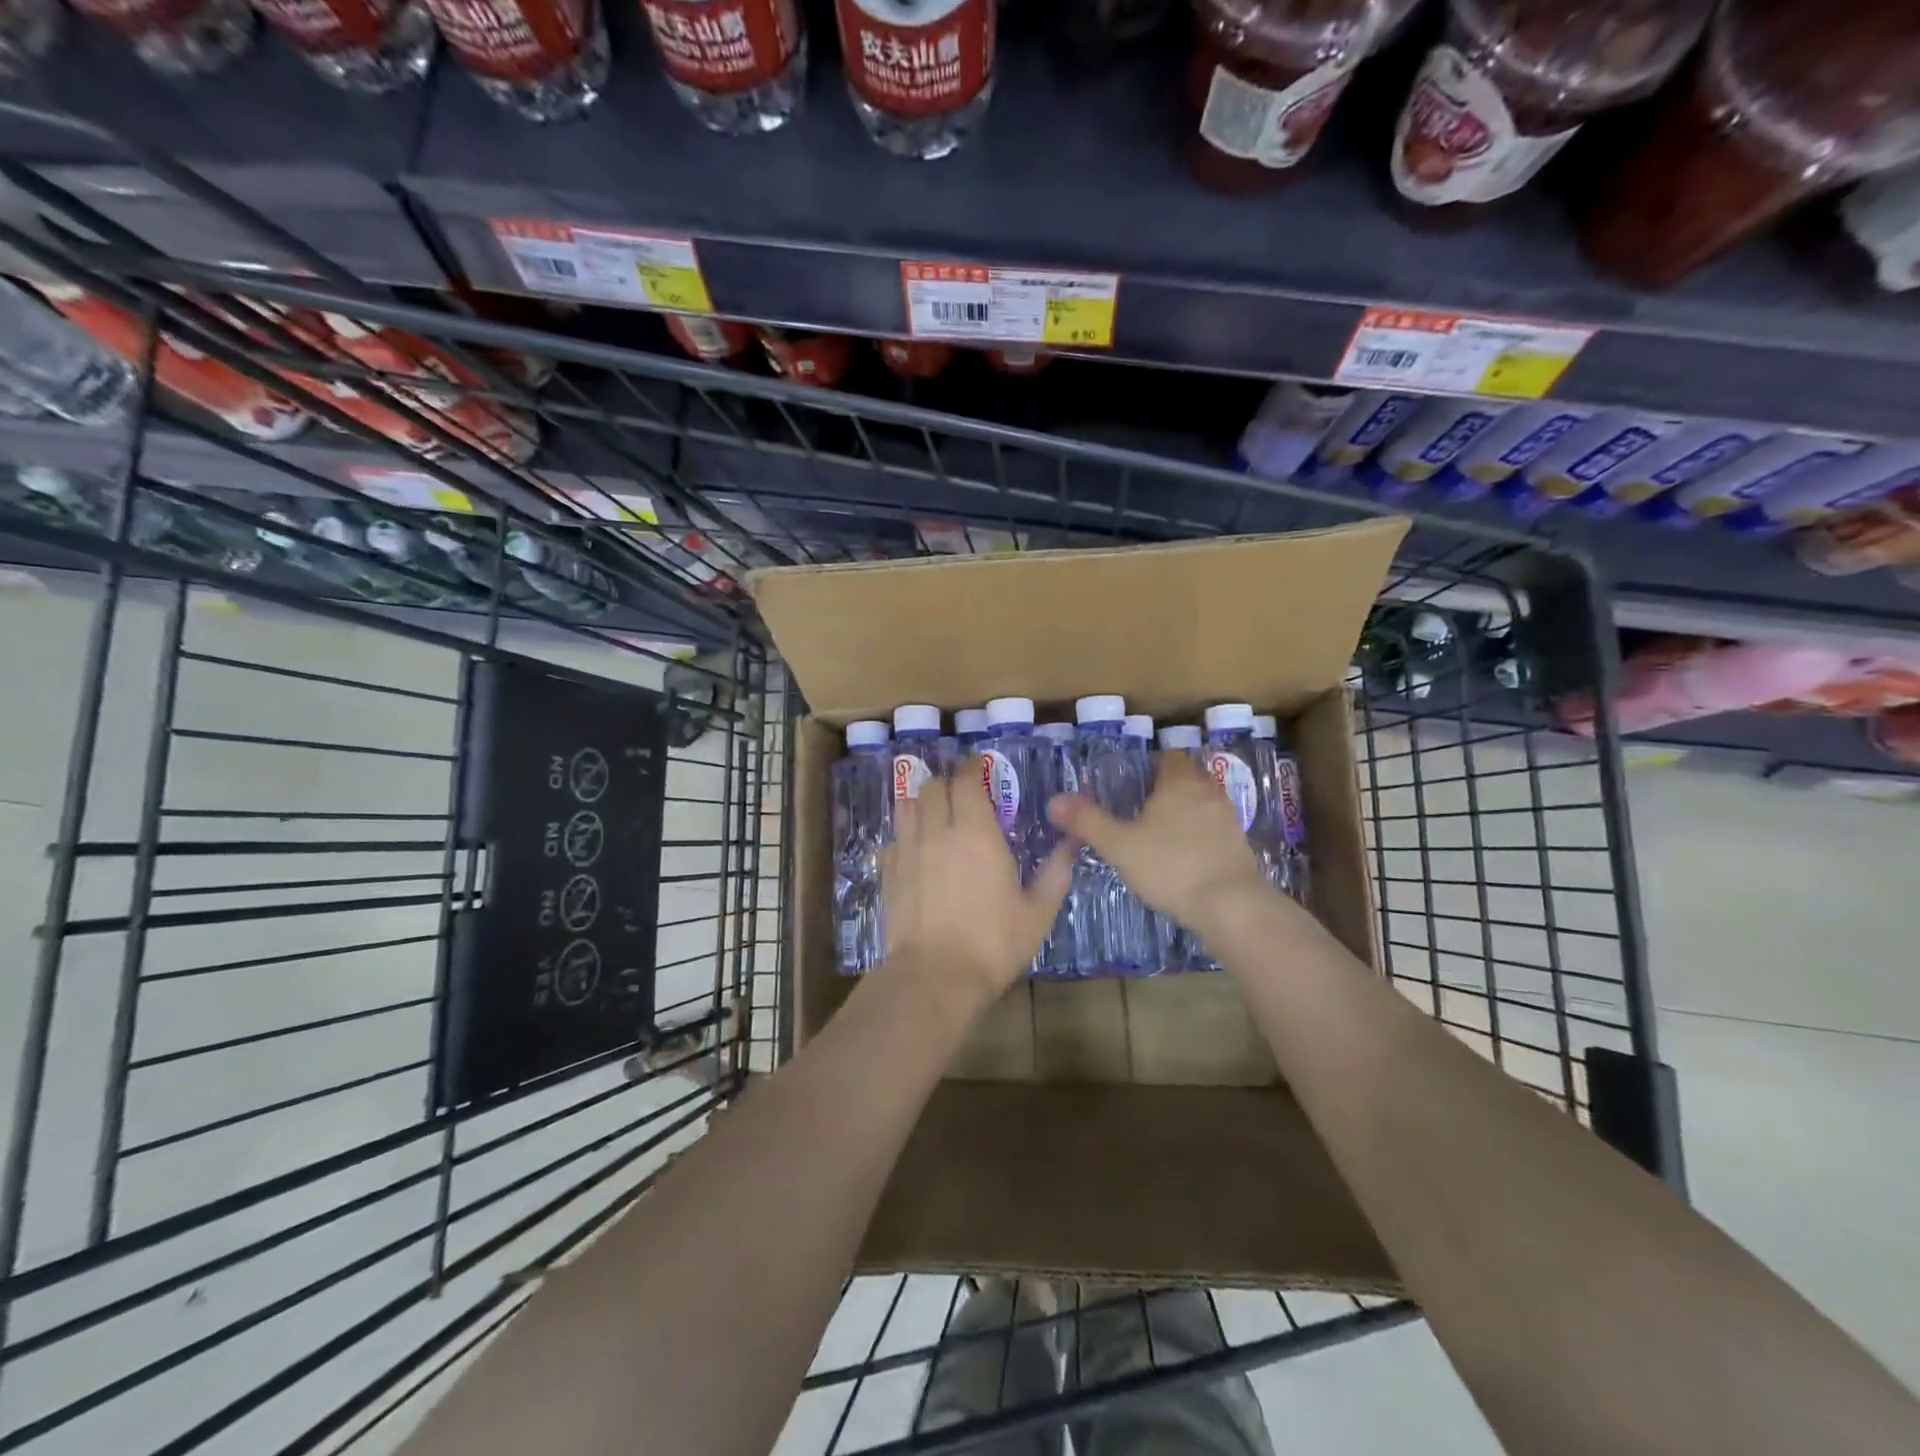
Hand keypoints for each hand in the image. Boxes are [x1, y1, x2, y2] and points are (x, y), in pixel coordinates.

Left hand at [880, 765, 1071, 1005]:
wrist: (934, 976)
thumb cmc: (993, 943)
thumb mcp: (1038, 912)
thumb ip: (1055, 873)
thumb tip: (1072, 844)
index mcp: (976, 833)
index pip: (966, 780)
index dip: (972, 767)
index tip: (980, 766)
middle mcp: (937, 831)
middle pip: (932, 786)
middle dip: (947, 782)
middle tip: (962, 794)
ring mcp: (907, 851)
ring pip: (907, 806)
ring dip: (922, 802)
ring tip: (936, 814)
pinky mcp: (887, 873)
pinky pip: (893, 839)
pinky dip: (905, 835)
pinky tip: (915, 851)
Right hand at [1048, 751, 1270, 935]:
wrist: (1230, 905)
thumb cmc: (1170, 867)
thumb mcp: (1119, 845)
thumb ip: (1087, 821)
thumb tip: (1054, 800)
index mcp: (1179, 783)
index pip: (1170, 757)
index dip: (1153, 765)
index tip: (1135, 782)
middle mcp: (1208, 792)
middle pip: (1189, 778)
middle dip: (1169, 788)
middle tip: (1143, 807)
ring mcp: (1228, 819)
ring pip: (1204, 803)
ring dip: (1187, 812)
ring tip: (1162, 833)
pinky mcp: (1240, 846)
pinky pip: (1215, 829)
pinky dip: (1201, 835)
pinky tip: (1185, 857)